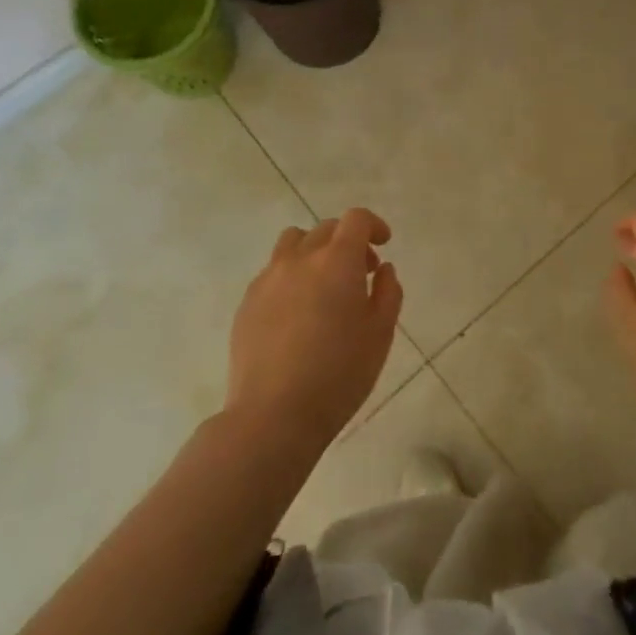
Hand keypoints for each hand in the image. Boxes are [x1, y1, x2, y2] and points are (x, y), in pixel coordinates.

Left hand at [227, 208, 402, 448]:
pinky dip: (291, 276)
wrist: (273, 414)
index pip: (356, 219)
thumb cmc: (339, 374)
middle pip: (325, 229)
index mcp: (337, 261)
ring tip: (324, 284)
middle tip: (361, 273)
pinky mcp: (247, 301)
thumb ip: (387, 292)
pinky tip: (298, 312)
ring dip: (314, 251)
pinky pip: (273, 272)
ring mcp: (268, 278)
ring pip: (293, 243)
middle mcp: (300, 258)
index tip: (383, 243)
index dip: (373, 225)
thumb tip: (383, 269)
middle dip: (348, 241)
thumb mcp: (380, 334)